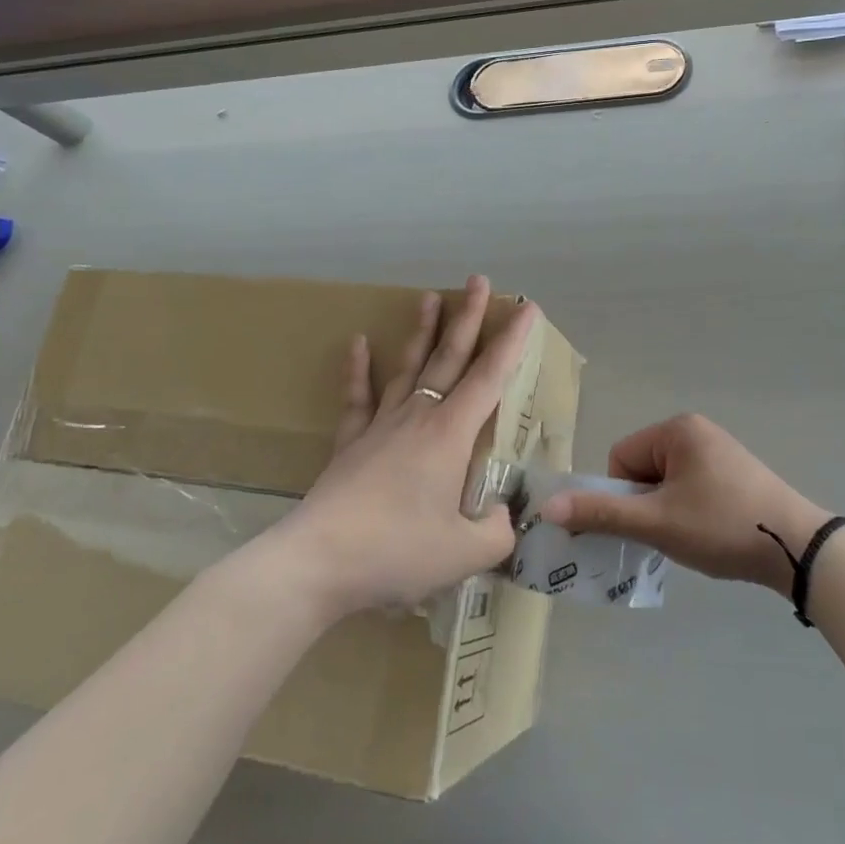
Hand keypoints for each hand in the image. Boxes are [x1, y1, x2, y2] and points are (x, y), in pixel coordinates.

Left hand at [258, 277, 533, 618]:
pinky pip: (357, 398)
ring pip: (408, 368)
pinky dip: (358, 370)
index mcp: (451, 434)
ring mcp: (381, 426)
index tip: (527, 308)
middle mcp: (419, 417)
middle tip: (477, 281)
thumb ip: (497, 532)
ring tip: (429, 298)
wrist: (317, 563)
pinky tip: (357, 343)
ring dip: (422, 332)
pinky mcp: (350, 444)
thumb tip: (502, 518)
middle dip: (468, 318)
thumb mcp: (465, 552)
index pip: (490, 377)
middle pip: (449, 357)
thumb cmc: (397, 551)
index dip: (512, 342)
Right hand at [540, 414, 832, 597]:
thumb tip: (547, 507)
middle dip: (647, 505)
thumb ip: (601, 513)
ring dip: (667, 511)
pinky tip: (710, 533)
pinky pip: (691, 486)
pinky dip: (690, 511)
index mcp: (676, 429)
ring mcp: (719, 450)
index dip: (624, 496)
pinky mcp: (736, 472)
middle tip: (671, 533)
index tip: (648, 523)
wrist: (797, 547)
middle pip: (642, 469)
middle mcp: (696, 430)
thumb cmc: (721, 526)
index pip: (621, 458)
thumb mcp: (657, 522)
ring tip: (693, 537)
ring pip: (666, 482)